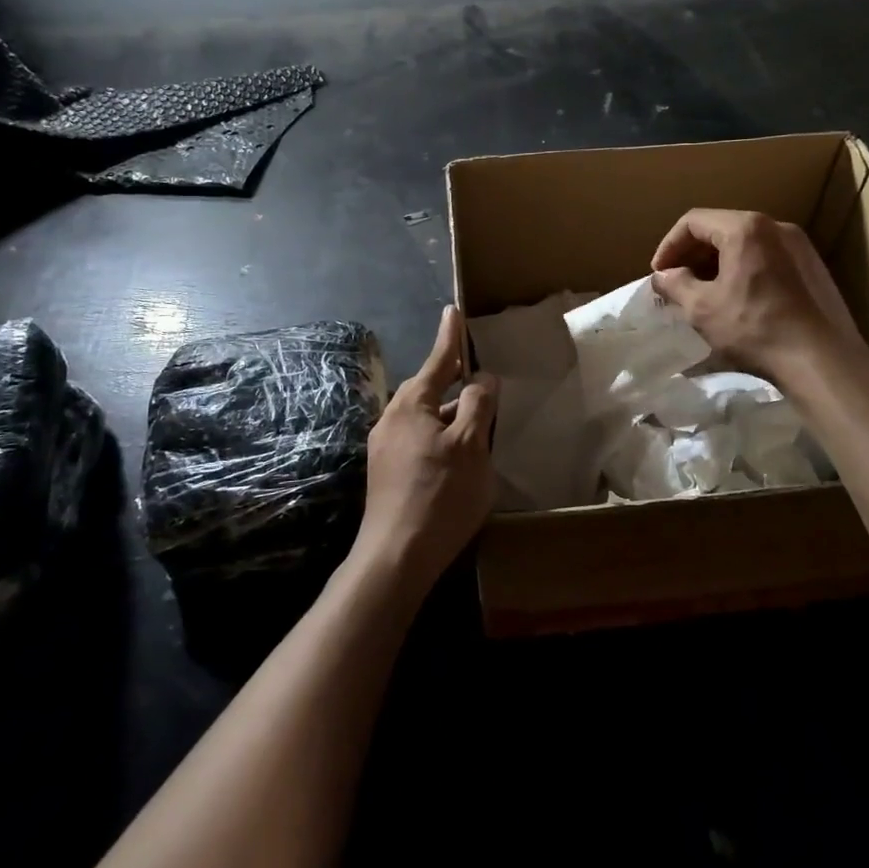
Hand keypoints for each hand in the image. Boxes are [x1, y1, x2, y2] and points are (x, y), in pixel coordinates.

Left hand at [353, 306, 498, 598]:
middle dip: (453, 379)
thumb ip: (478, 405)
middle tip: (477, 371)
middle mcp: (392, 419)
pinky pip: (420, 438)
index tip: (453, 310)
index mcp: (411, 405)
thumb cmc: (439, 494)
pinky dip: (442, 435)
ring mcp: (386, 447)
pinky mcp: (388, 472)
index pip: (437, 360)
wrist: (396, 556)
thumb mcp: (470, 445)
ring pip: (425, 417)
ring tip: (478, 418)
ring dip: (450, 413)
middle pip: (429, 389)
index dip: (450, 336)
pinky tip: (459, 453)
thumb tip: (482, 379)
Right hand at [649, 209, 865, 375]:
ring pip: (747, 243)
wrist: (822, 360)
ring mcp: (800, 246)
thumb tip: (663, 276)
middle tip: (678, 282)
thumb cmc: (754, 328)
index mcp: (745, 228)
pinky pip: (769, 258)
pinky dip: (745, 270)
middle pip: (722, 228)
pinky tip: (740, 299)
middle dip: (693, 254)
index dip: (669, 246)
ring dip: (719, 262)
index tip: (659, 273)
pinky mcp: (815, 268)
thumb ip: (676, 285)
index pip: (693, 222)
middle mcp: (775, 227)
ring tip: (705, 292)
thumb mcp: (702, 309)